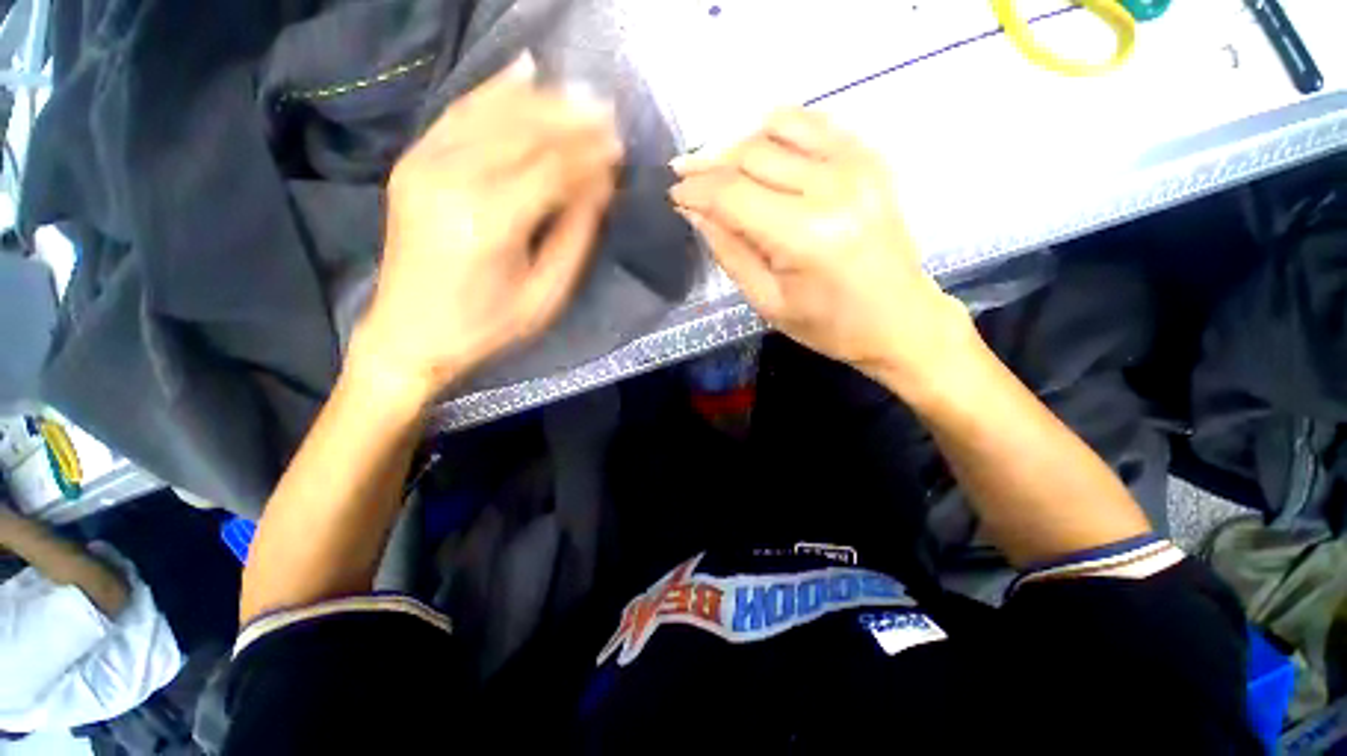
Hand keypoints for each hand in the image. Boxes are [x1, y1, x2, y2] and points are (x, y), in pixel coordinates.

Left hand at [350, 55, 623, 403]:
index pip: (553, 170)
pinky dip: (494, 90)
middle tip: (608, 113)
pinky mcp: (412, 163)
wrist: (410, 333)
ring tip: (578, 96)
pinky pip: (458, 113)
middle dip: (572, 120)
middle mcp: (454, 181)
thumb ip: (575, 237)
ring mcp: (425, 165)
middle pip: (525, 132)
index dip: (590, 155)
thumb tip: (601, 187)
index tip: (619, 147)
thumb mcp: (546, 295)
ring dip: (542, 101)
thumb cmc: (488, 325)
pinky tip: (523, 72)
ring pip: (494, 113)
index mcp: (491, 223)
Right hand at [668, 109, 974, 390]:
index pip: (732, 195)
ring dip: (740, 145)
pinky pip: (814, 124)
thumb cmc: (829, 325)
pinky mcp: (871, 159)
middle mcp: (832, 187)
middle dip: (710, 165)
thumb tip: (695, 212)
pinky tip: (762, 151)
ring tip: (721, 170)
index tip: (673, 193)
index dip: (696, 190)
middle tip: (687, 180)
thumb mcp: (767, 302)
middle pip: (752, 154)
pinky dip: (779, 130)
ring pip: (779, 129)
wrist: (900, 319)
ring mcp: (858, 165)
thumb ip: (729, 252)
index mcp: (804, 235)